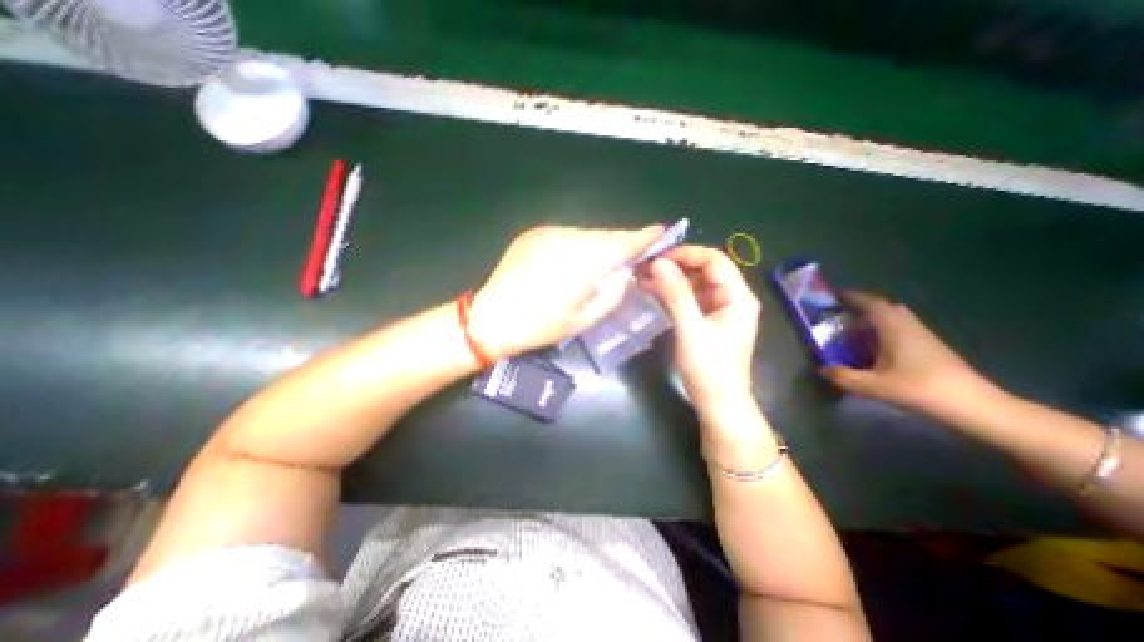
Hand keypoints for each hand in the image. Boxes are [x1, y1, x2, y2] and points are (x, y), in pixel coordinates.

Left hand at [467, 222, 661, 356]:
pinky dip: (579, 245)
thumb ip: (611, 295)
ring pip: (586, 235)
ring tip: (605, 261)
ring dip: (599, 245)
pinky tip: (577, 260)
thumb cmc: (540, 326)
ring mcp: (547, 233)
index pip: (621, 244)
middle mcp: (567, 239)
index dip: (643, 237)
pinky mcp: (533, 234)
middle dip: (621, 243)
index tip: (661, 231)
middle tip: (634, 253)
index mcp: (581, 263)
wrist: (491, 317)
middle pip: (604, 236)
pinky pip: (567, 236)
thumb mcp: (583, 319)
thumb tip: (625, 275)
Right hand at [642, 246, 756, 414]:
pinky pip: (688, 299)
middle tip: (645, 266)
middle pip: (703, 270)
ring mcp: (717, 310)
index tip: (658, 257)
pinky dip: (670, 294)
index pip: (714, 260)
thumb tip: (658, 263)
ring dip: (670, 279)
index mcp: (737, 297)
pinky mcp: (705, 321)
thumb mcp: (691, 330)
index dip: (687, 254)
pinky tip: (650, 291)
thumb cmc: (710, 369)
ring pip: (693, 284)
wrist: (718, 405)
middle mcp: (730, 298)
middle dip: (675, 265)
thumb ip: (676, 295)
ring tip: (642, 276)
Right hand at [822, 290, 1003, 414]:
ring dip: (872, 319)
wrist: (974, 405)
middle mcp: (908, 325)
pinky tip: (873, 346)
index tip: (833, 295)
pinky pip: (900, 329)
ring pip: (893, 318)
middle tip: (840, 313)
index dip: (851, 297)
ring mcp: (922, 335)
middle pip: (883, 307)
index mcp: (894, 327)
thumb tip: (822, 369)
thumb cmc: (920, 389)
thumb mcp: (874, 386)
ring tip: (852, 328)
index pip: (870, 303)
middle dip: (861, 307)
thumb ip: (844, 377)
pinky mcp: (929, 346)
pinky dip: (883, 330)